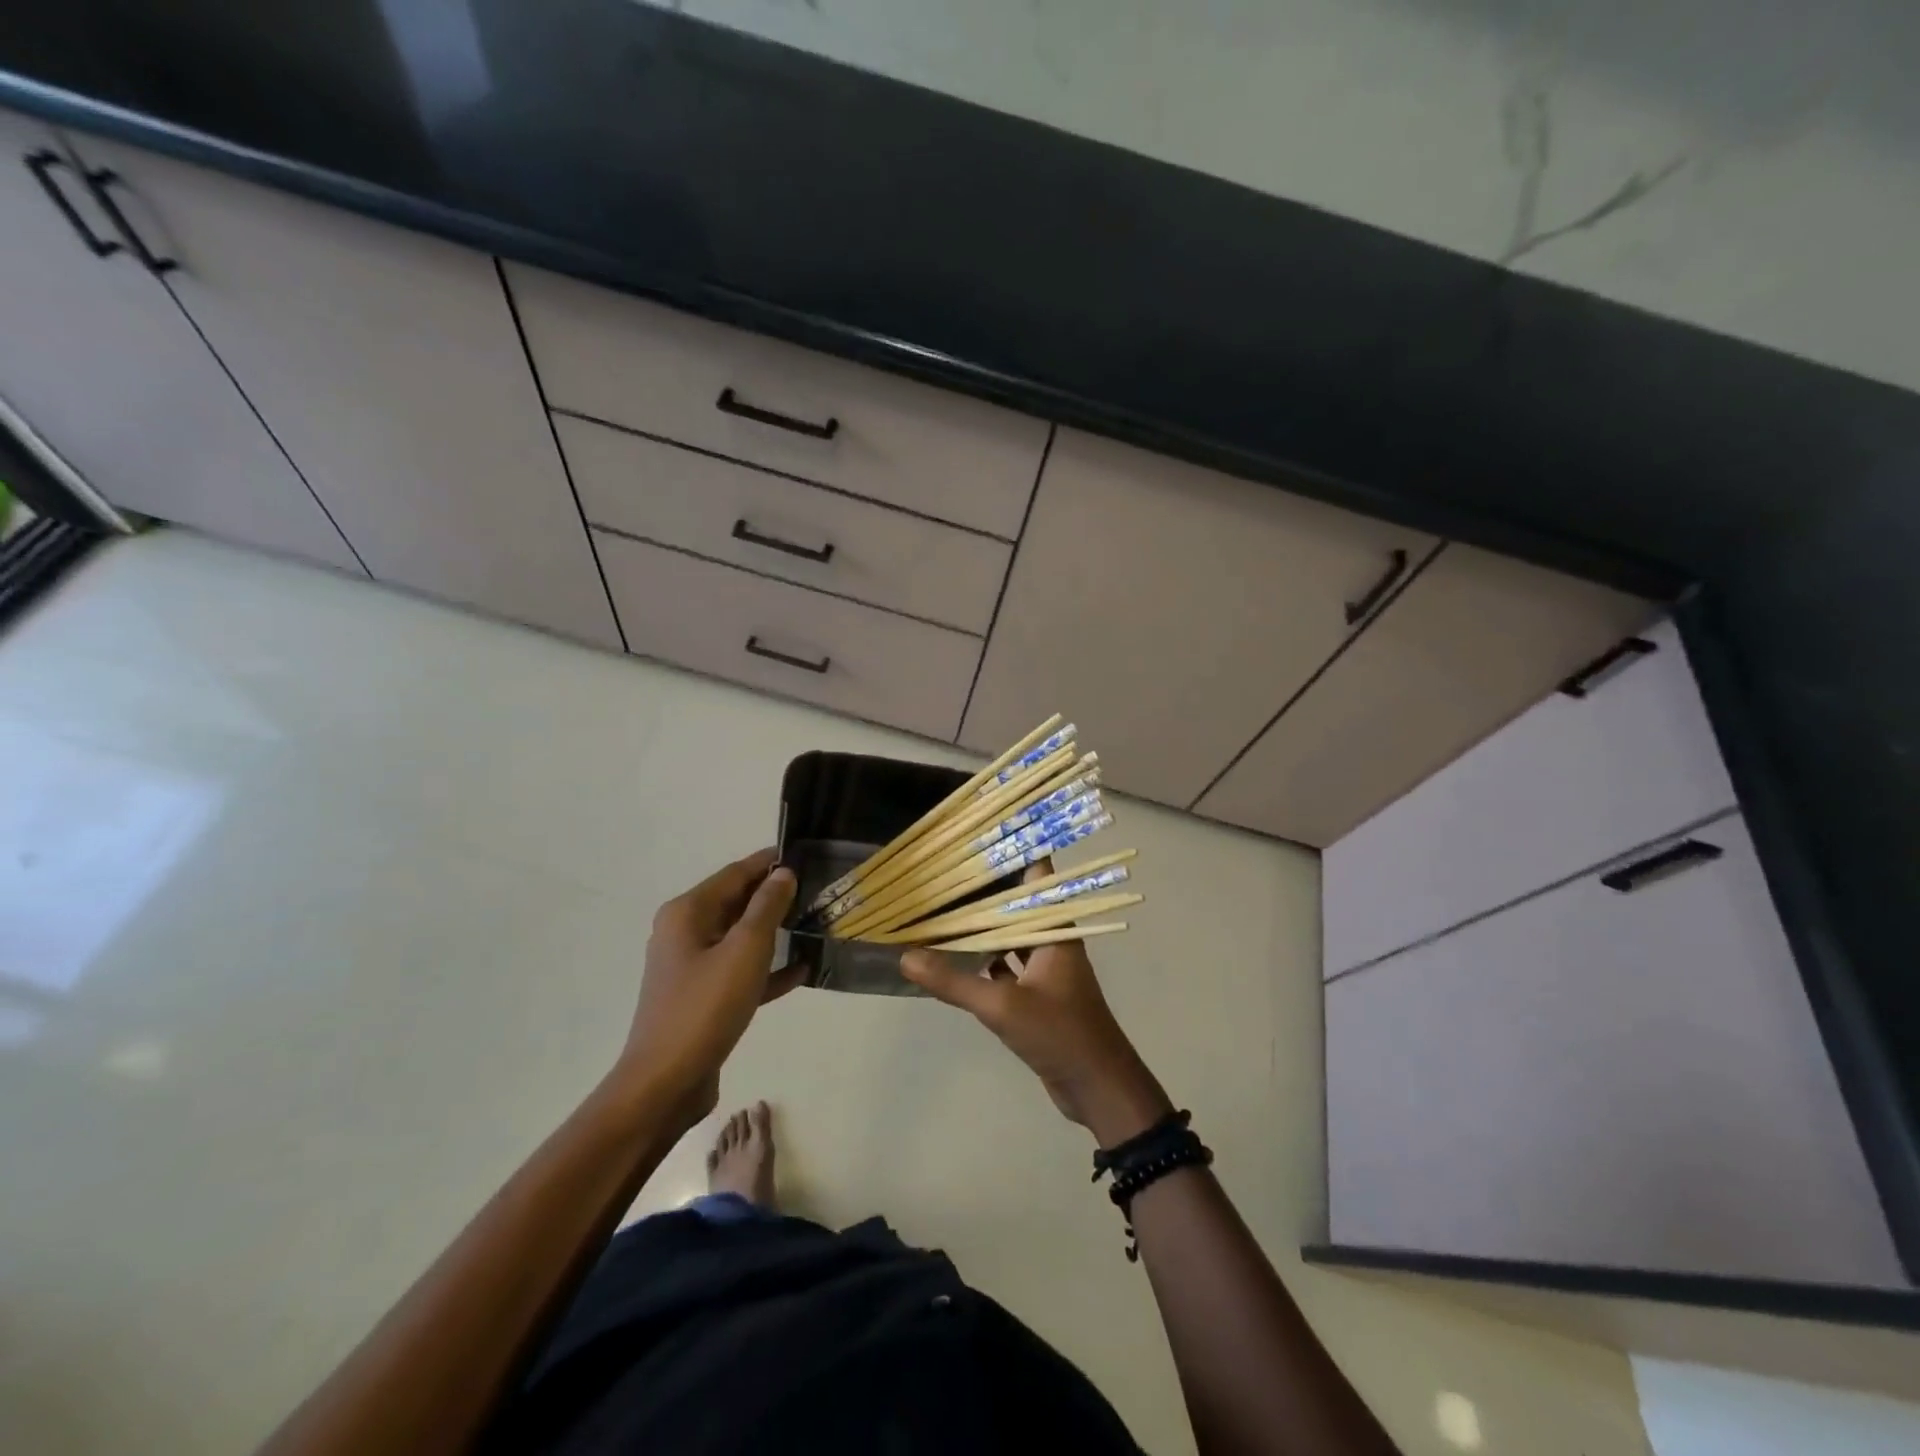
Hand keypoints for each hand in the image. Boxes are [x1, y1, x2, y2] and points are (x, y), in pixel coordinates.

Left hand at [616, 848, 800, 1122]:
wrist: (665, 1084)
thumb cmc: (705, 1008)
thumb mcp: (745, 950)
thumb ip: (767, 907)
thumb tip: (782, 872)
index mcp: (687, 913)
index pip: (735, 873)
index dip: (769, 862)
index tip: (806, 856)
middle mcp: (685, 932)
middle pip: (736, 902)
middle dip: (774, 896)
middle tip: (817, 890)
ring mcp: (692, 967)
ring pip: (740, 937)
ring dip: (774, 932)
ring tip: (814, 924)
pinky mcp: (702, 998)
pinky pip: (739, 971)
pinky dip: (766, 969)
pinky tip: (801, 971)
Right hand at [900, 872, 1171, 1147]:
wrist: (1098, 1087)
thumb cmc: (1060, 1033)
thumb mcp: (1002, 1007)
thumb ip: (954, 982)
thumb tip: (906, 956)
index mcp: (1055, 929)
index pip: (1038, 876)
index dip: (1015, 852)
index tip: (982, 833)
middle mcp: (1051, 941)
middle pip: (1017, 903)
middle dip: (986, 888)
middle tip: (946, 868)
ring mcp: (1045, 968)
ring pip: (1010, 936)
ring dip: (983, 925)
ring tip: (944, 905)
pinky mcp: (1037, 994)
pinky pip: (1007, 965)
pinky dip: (985, 959)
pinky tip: (956, 956)